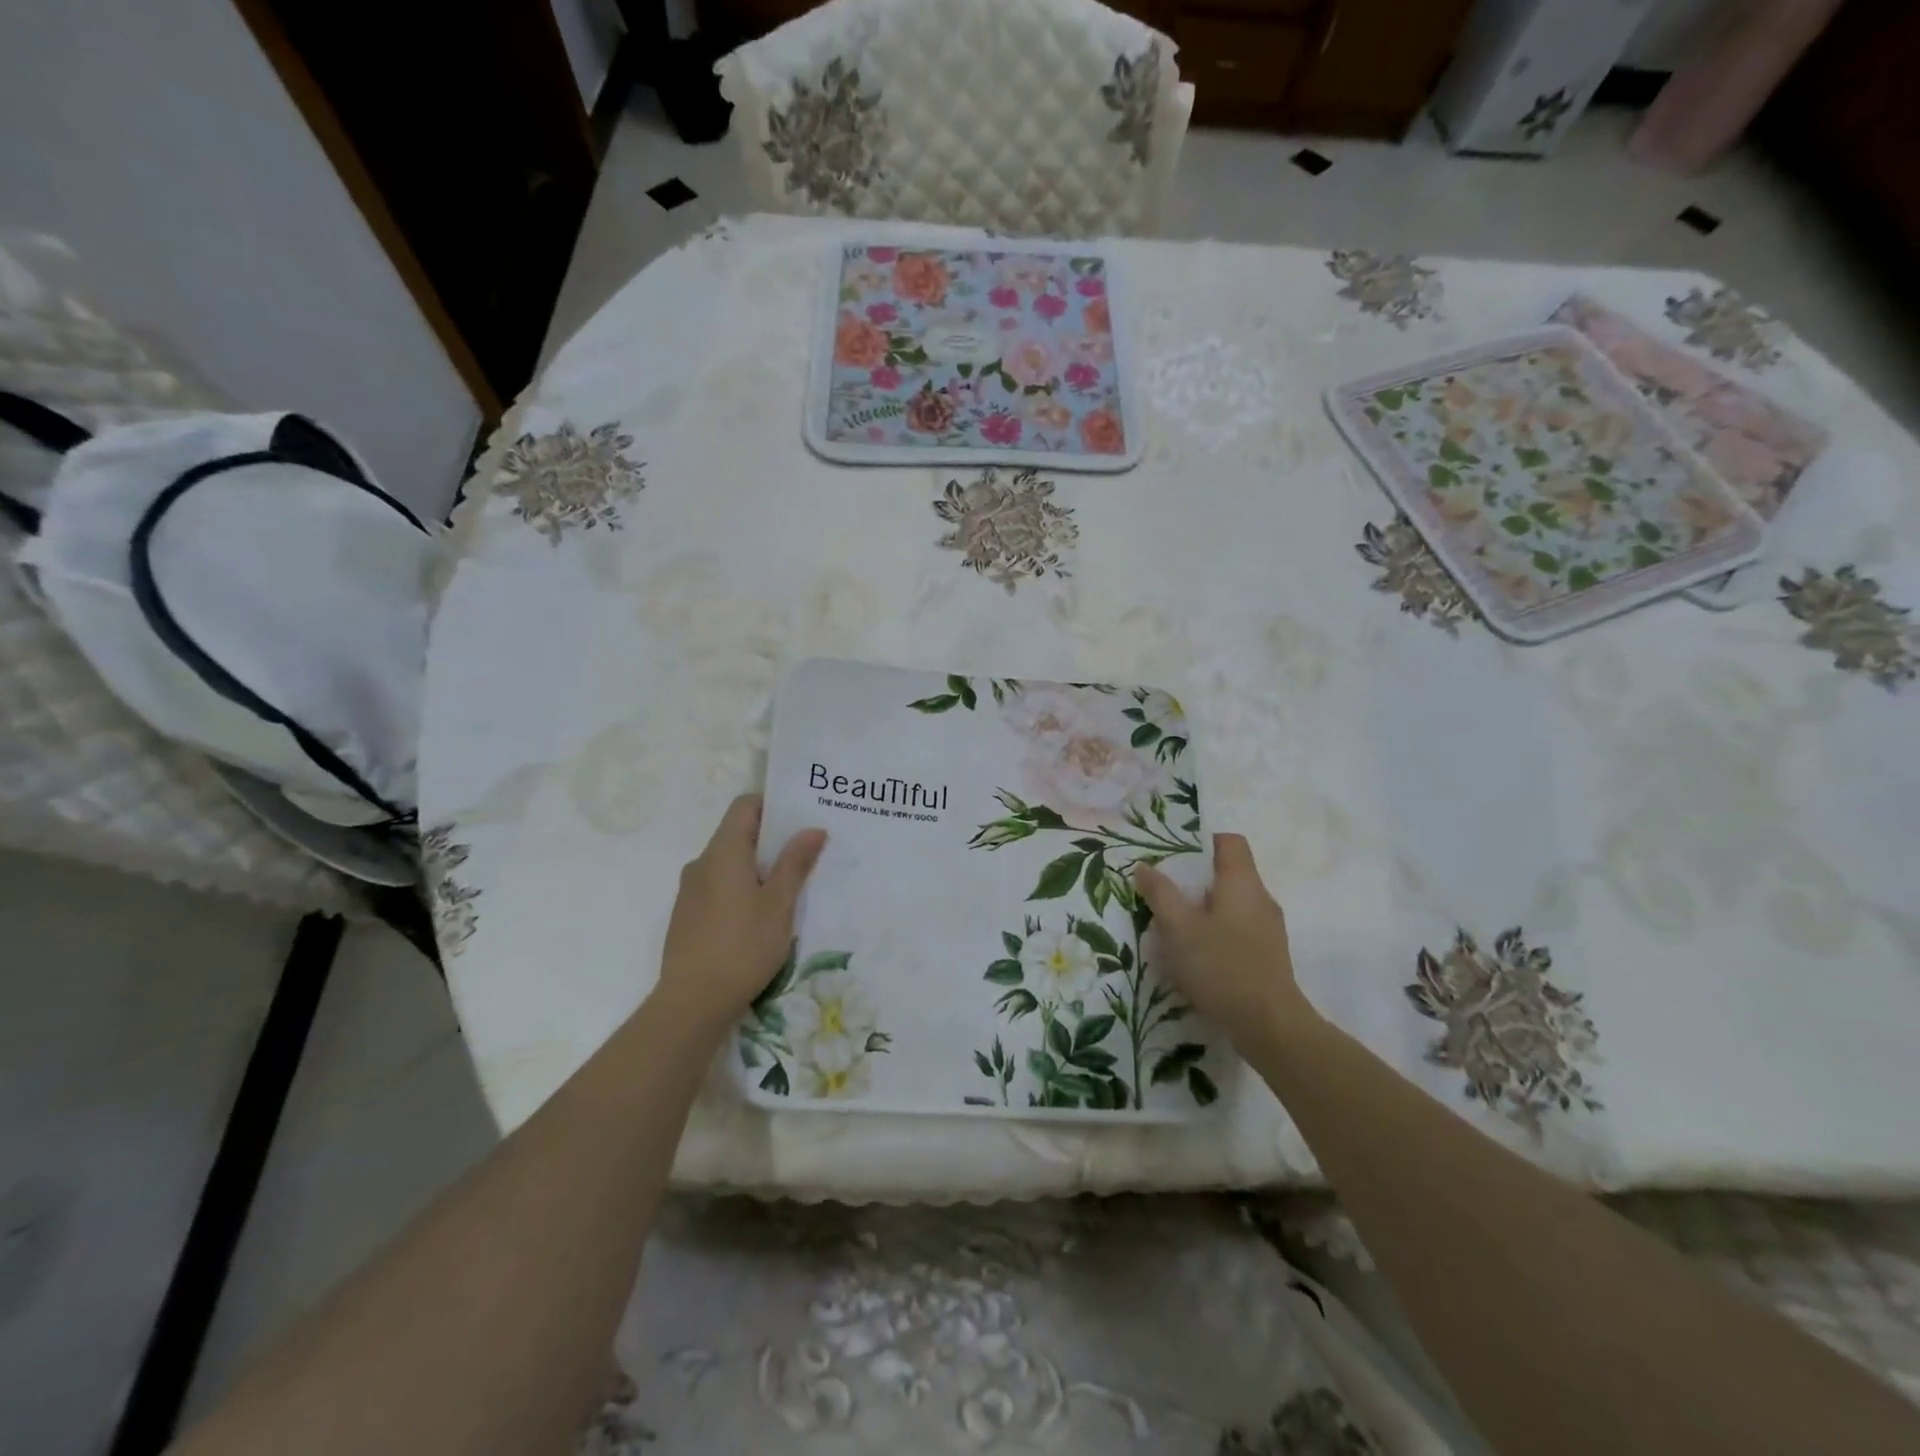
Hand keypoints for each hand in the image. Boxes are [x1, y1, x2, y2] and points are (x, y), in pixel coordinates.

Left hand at [653, 795, 825, 1033]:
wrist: (692, 1003)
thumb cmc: (742, 946)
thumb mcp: (779, 904)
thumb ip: (795, 863)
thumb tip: (812, 828)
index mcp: (723, 852)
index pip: (745, 806)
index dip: (772, 805)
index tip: (800, 818)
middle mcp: (701, 863)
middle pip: (737, 834)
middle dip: (771, 839)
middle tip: (805, 853)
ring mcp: (690, 891)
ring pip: (728, 863)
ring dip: (756, 867)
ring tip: (787, 888)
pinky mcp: (687, 916)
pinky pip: (718, 886)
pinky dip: (740, 888)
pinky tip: (759, 916)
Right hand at [1132, 833, 1315, 1042]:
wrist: (1269, 1026)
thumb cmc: (1221, 966)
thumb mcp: (1179, 927)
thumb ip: (1160, 893)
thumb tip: (1144, 867)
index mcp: (1243, 883)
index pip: (1229, 842)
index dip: (1201, 842)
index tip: (1173, 858)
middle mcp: (1261, 899)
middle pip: (1228, 873)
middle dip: (1194, 880)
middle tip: (1163, 893)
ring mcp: (1268, 929)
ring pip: (1231, 904)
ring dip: (1203, 910)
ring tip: (1173, 927)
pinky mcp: (1268, 956)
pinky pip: (1238, 930)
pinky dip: (1216, 933)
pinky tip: (1195, 956)